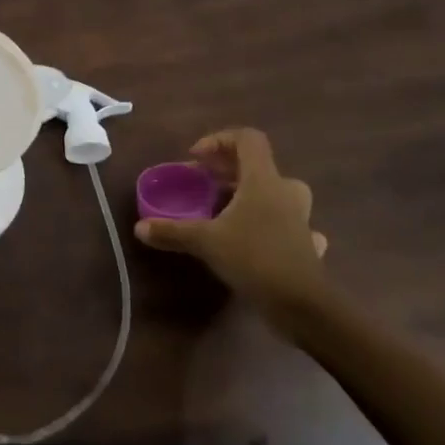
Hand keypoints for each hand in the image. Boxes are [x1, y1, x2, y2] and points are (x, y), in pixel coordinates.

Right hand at [135, 128, 330, 325]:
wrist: (304, 305)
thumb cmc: (254, 258)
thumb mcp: (206, 242)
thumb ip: (172, 231)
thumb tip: (139, 228)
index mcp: (263, 180)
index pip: (248, 139)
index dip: (219, 140)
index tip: (196, 160)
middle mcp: (284, 192)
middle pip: (259, 165)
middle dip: (228, 170)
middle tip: (204, 184)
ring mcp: (299, 218)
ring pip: (275, 193)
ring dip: (250, 195)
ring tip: (225, 210)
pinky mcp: (305, 244)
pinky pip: (287, 223)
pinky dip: (270, 224)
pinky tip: (256, 238)